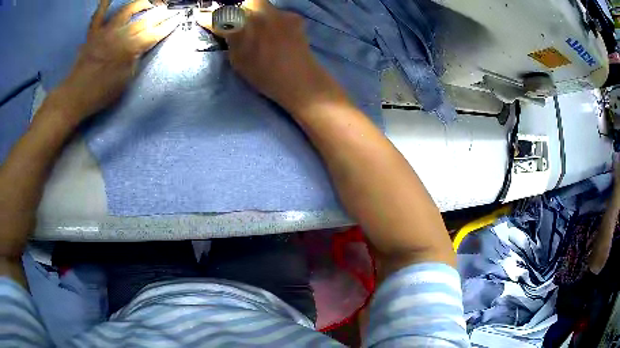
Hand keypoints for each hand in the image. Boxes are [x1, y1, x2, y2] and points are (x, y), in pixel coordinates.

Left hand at [53, 0, 180, 122]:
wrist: (75, 96)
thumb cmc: (101, 93)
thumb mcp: (124, 81)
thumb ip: (134, 60)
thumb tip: (140, 48)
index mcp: (129, 50)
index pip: (153, 34)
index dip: (167, 26)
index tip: (177, 19)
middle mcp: (119, 35)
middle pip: (144, 20)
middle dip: (160, 13)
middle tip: (169, 9)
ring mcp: (105, 32)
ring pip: (126, 11)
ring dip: (140, 4)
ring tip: (148, 3)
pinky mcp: (93, 33)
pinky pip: (98, 15)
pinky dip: (104, 4)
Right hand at [197, 0, 347, 113]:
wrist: (300, 79)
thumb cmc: (264, 75)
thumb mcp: (238, 60)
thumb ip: (231, 39)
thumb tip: (226, 29)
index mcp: (241, 28)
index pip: (219, 17)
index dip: (208, 17)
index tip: (201, 16)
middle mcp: (259, 14)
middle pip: (246, 3)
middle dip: (240, 11)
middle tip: (241, 24)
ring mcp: (279, 13)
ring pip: (263, 6)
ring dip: (258, 15)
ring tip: (264, 33)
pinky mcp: (294, 17)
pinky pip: (279, 14)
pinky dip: (275, 22)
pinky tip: (280, 35)